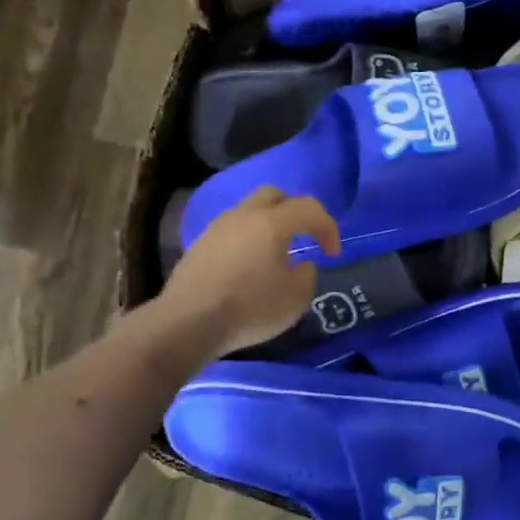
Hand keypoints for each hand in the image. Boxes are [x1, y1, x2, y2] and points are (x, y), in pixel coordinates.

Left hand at [160, 187, 341, 356]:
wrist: (187, 323)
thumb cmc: (249, 308)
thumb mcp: (295, 299)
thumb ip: (307, 276)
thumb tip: (300, 265)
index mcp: (271, 222)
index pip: (308, 208)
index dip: (327, 226)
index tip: (332, 253)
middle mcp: (242, 216)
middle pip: (274, 196)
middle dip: (295, 212)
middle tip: (304, 238)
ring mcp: (216, 229)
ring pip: (248, 213)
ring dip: (268, 227)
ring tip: (275, 256)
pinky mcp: (198, 246)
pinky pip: (231, 233)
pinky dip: (246, 242)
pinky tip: (248, 269)